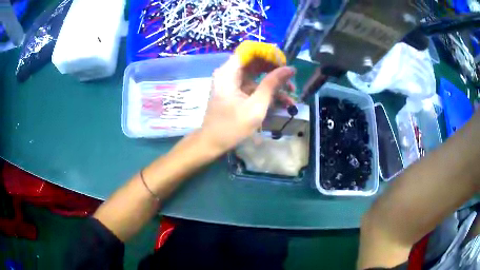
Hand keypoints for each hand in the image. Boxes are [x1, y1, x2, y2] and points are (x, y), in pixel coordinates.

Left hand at [200, 55, 295, 152]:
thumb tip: (290, 68)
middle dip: (274, 68)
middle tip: (290, 78)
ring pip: (257, 73)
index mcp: (229, 71)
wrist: (212, 143)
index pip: (250, 49)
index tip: (283, 63)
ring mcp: (232, 81)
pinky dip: (267, 91)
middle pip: (255, 60)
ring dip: (274, 81)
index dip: (268, 53)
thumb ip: (272, 84)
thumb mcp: (256, 106)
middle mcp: (229, 72)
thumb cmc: (232, 126)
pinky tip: (283, 101)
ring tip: (291, 92)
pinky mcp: (236, 91)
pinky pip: (253, 85)